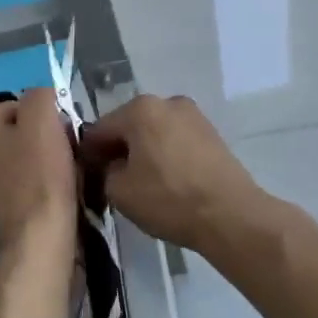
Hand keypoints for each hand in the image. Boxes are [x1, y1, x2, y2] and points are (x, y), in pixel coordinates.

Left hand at [0, 88, 77, 248]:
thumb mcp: (43, 119)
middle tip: (66, 155)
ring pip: (18, 158)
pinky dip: (34, 186)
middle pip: (16, 132)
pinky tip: (51, 195)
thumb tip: (42, 97)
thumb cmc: (40, 175)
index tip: (64, 135)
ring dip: (40, 163)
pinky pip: (18, 184)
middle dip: (42, 140)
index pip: (19, 106)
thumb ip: (40, 95)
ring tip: (63, 177)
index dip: (47, 117)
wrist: (38, 239)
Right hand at [79, 94, 265, 254]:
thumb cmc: (169, 199)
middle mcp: (167, 102)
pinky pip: (176, 140)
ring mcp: (193, 115)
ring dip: (143, 151)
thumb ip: (105, 172)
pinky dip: (165, 154)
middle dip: (118, 149)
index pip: (100, 129)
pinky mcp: (212, 133)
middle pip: (129, 125)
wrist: (231, 215)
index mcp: (140, 109)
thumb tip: (113, 166)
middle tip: (112, 180)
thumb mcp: (119, 192)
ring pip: (154, 132)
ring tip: (141, 182)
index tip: (86, 174)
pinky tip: (166, 180)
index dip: (89, 153)